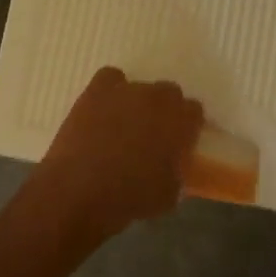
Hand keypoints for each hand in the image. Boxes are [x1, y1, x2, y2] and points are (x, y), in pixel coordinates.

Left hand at [29, 68, 204, 240]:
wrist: (81, 189)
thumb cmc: (130, 198)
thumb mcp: (169, 194)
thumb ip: (178, 171)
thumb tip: (174, 164)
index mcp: (181, 122)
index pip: (194, 111)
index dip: (187, 126)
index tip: (179, 141)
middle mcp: (158, 99)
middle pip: (170, 92)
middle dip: (165, 110)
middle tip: (153, 134)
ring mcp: (127, 90)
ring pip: (141, 87)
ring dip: (137, 102)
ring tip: (123, 125)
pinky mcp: (98, 90)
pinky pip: (111, 78)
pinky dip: (111, 90)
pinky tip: (104, 109)